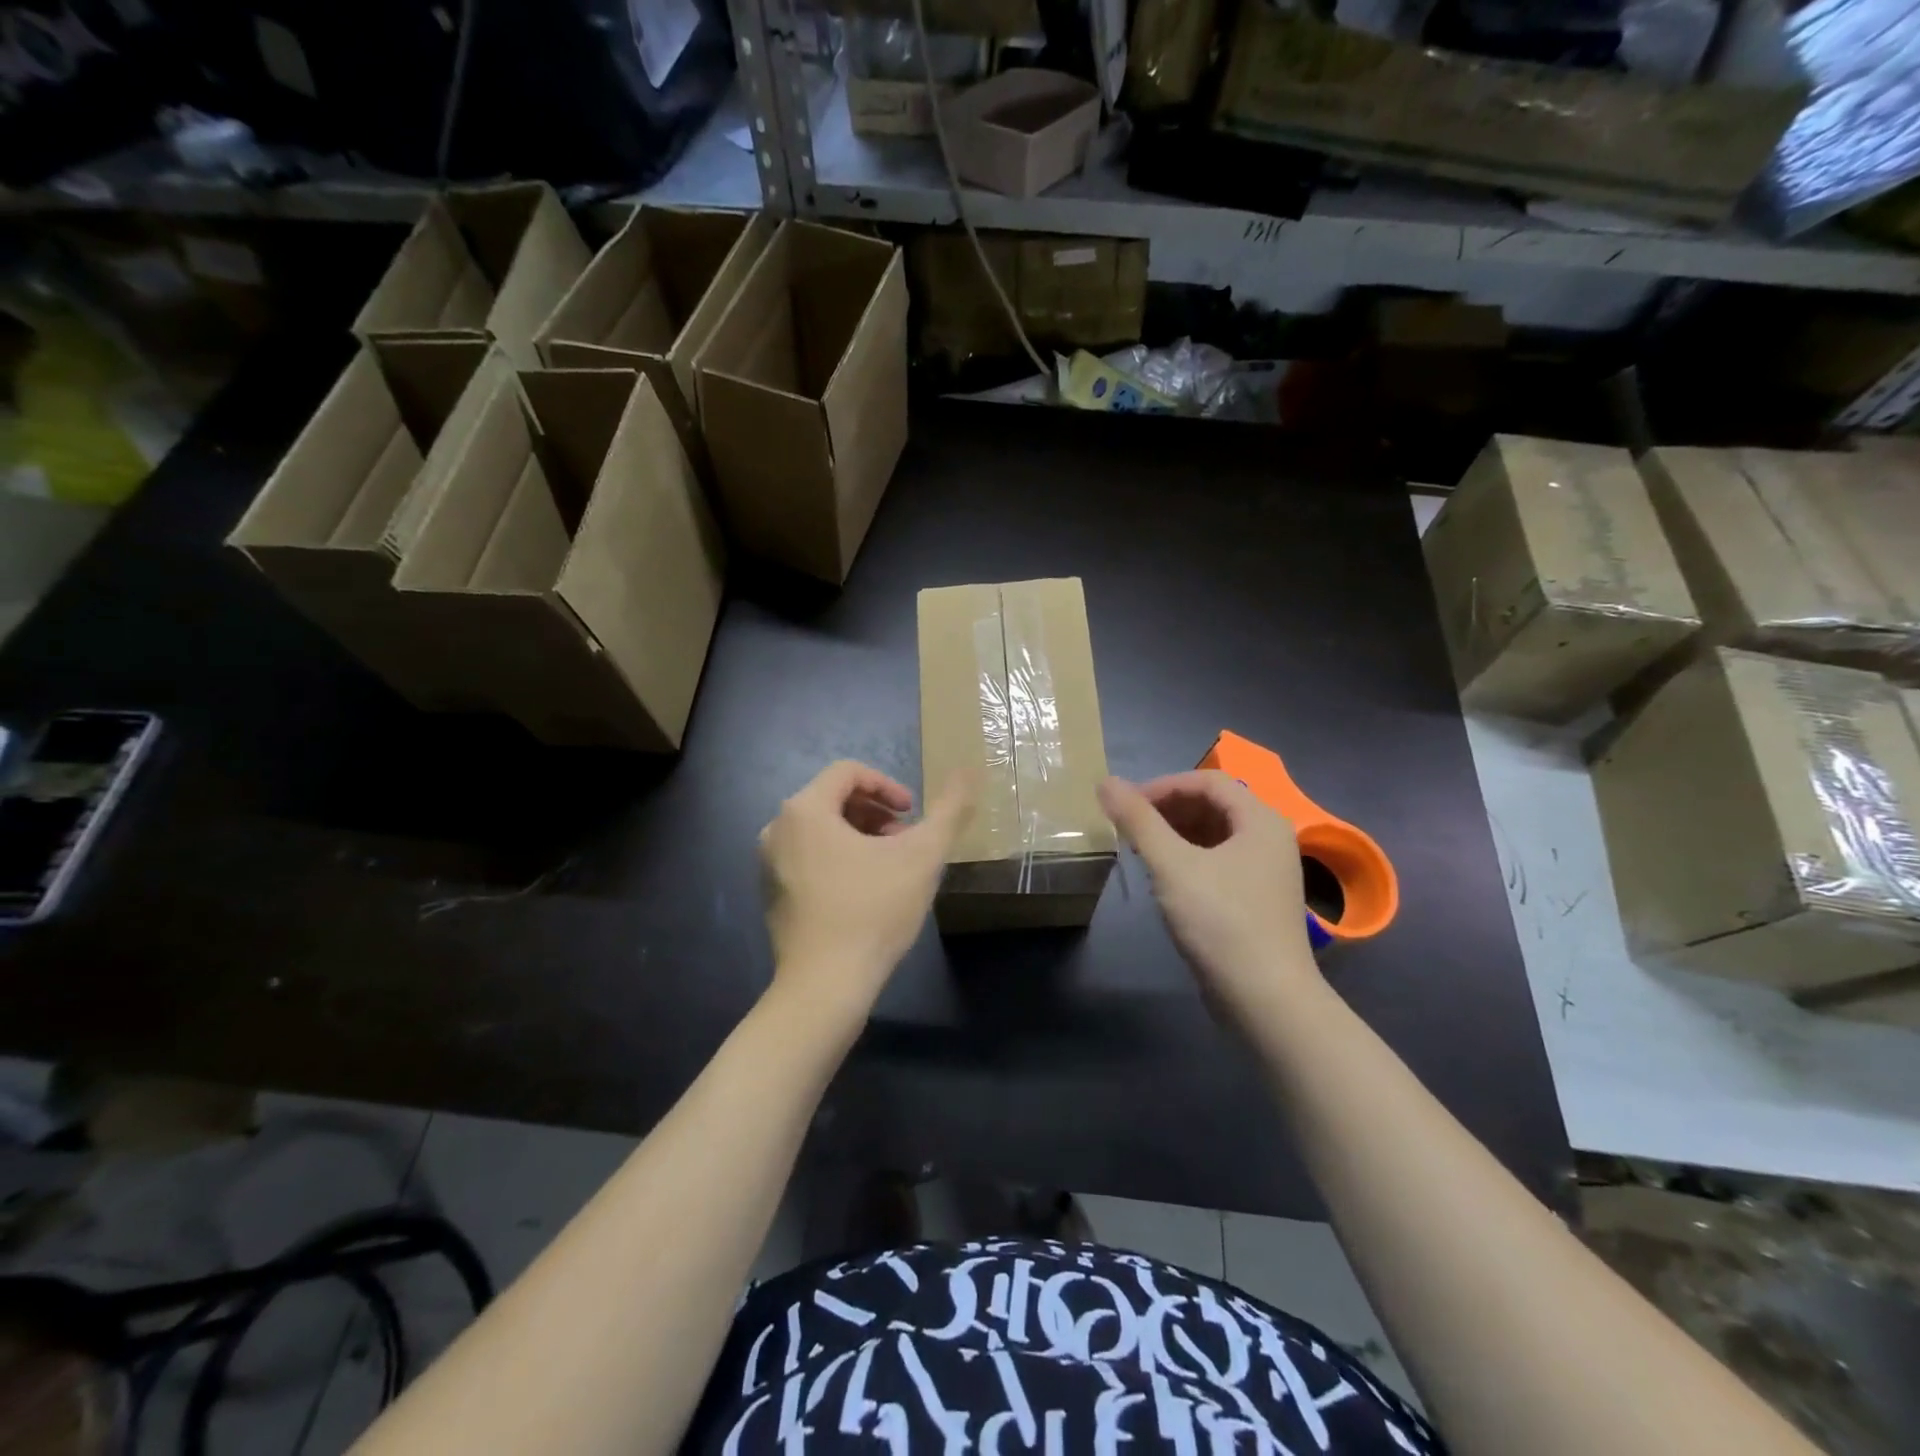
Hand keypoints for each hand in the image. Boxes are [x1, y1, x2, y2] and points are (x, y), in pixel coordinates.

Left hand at [760, 760, 972, 1020]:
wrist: (825, 986)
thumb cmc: (873, 912)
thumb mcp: (923, 856)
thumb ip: (948, 809)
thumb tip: (968, 769)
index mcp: (805, 810)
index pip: (848, 772)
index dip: (887, 785)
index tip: (912, 813)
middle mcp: (777, 829)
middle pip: (833, 799)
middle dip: (875, 813)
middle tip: (905, 841)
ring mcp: (769, 864)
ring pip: (822, 830)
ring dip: (860, 836)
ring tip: (891, 866)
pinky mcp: (772, 894)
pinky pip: (808, 857)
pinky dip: (839, 858)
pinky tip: (866, 891)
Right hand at [1097, 771, 1321, 1025]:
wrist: (1267, 1000)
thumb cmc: (1221, 923)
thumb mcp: (1172, 866)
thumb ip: (1138, 821)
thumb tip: (1106, 781)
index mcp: (1260, 820)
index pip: (1207, 780)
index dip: (1163, 786)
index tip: (1126, 805)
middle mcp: (1269, 838)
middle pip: (1213, 805)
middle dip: (1167, 809)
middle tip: (1128, 827)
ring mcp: (1266, 871)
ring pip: (1214, 835)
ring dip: (1174, 834)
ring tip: (1139, 850)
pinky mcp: (1256, 899)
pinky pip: (1218, 862)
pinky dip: (1188, 859)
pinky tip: (1163, 878)